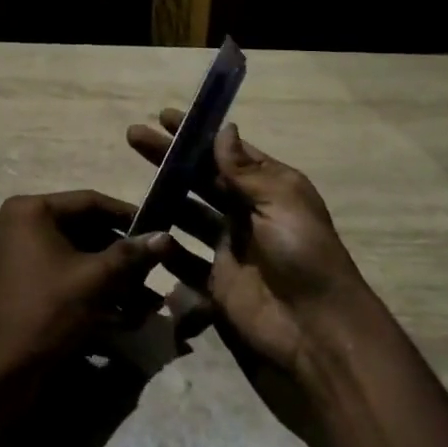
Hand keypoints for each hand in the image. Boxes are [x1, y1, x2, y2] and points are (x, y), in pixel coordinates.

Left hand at [0, 190, 174, 388]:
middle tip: (151, 270)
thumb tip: (164, 236)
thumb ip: (130, 254)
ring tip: (141, 300)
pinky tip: (115, 313)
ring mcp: (4, 256)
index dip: (127, 215)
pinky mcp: (6, 285)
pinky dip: (82, 287)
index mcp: (27, 212)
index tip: (157, 229)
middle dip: (118, 254)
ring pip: (67, 255)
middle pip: (78, 229)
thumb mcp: (95, 280)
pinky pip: (52, 274)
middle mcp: (11, 226)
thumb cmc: (47, 313)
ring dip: (105, 275)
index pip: (88, 202)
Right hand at [127, 112, 391, 443]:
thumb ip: (245, 170)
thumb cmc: (303, 254)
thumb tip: (224, 128)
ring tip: (131, 183)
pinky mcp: (216, 282)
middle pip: (202, 179)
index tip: (164, 117)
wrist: (316, 329)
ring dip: (164, 197)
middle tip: (134, 137)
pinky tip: (142, 232)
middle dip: (171, 159)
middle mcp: (248, 213)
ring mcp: (230, 248)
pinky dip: (164, 248)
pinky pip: (184, 260)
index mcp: (270, 188)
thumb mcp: (280, 201)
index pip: (228, 153)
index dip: (198, 134)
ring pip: (188, 215)